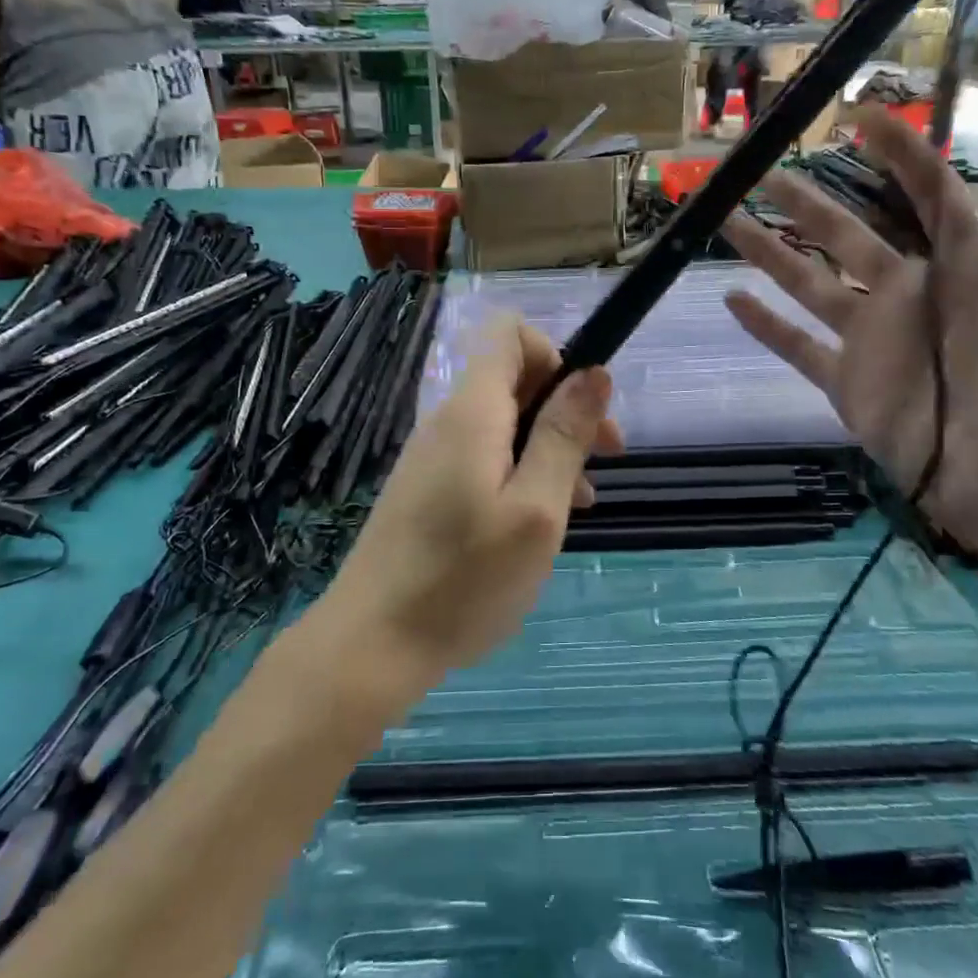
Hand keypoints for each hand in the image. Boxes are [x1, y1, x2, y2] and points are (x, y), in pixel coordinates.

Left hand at [322, 316, 622, 694]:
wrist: (372, 644)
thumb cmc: (463, 579)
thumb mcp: (536, 509)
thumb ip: (565, 435)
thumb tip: (594, 371)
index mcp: (473, 411)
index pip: (508, 333)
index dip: (555, 354)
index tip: (583, 409)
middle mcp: (449, 421)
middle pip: (514, 378)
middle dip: (565, 407)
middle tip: (604, 460)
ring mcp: (434, 456)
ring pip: (505, 423)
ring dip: (549, 446)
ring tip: (581, 503)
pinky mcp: (429, 489)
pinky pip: (485, 457)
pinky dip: (521, 473)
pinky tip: (539, 522)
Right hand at [720, 109, 977, 552]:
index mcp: (963, 270)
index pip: (925, 196)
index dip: (897, 154)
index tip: (861, 115)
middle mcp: (910, 296)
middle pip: (846, 235)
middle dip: (804, 201)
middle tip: (760, 168)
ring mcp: (873, 341)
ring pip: (807, 284)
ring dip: (767, 253)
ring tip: (727, 219)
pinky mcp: (848, 384)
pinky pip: (796, 347)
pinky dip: (764, 325)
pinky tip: (732, 299)